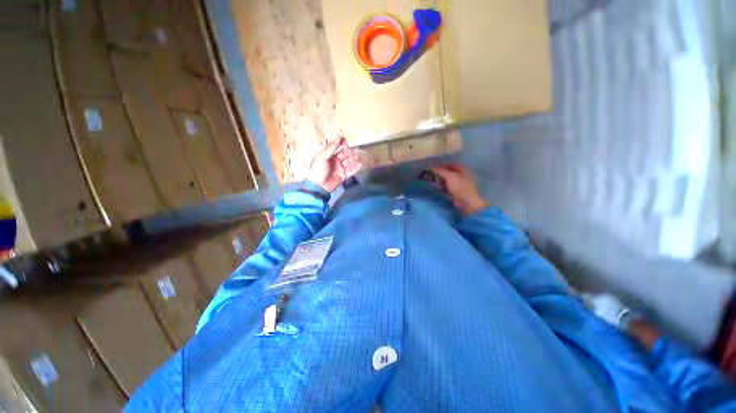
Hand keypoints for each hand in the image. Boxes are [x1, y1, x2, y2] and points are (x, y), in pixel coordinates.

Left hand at [306, 137, 362, 191]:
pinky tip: (360, 164)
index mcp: (328, 156)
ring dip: (353, 159)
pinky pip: (351, 171)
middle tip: (355, 150)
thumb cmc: (318, 170)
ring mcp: (339, 169)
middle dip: (349, 152)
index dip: (342, 144)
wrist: (319, 186)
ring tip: (357, 157)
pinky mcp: (343, 176)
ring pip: (348, 162)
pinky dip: (355, 168)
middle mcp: (335, 161)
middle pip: (344, 155)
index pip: (337, 148)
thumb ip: (331, 148)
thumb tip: (338, 137)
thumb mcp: (323, 157)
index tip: (347, 141)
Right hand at [431, 164, 487, 214]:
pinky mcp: (457, 192)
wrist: (466, 202)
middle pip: (450, 172)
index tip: (434, 168)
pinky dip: (443, 186)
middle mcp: (462, 175)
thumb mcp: (449, 176)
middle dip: (441, 173)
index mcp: (463, 170)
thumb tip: (432, 167)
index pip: (451, 164)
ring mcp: (460, 184)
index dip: (442, 165)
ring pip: (448, 180)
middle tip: (432, 175)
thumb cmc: (459, 187)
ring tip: (434, 181)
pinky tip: (438, 188)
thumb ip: (441, 171)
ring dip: (441, 180)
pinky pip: (448, 187)